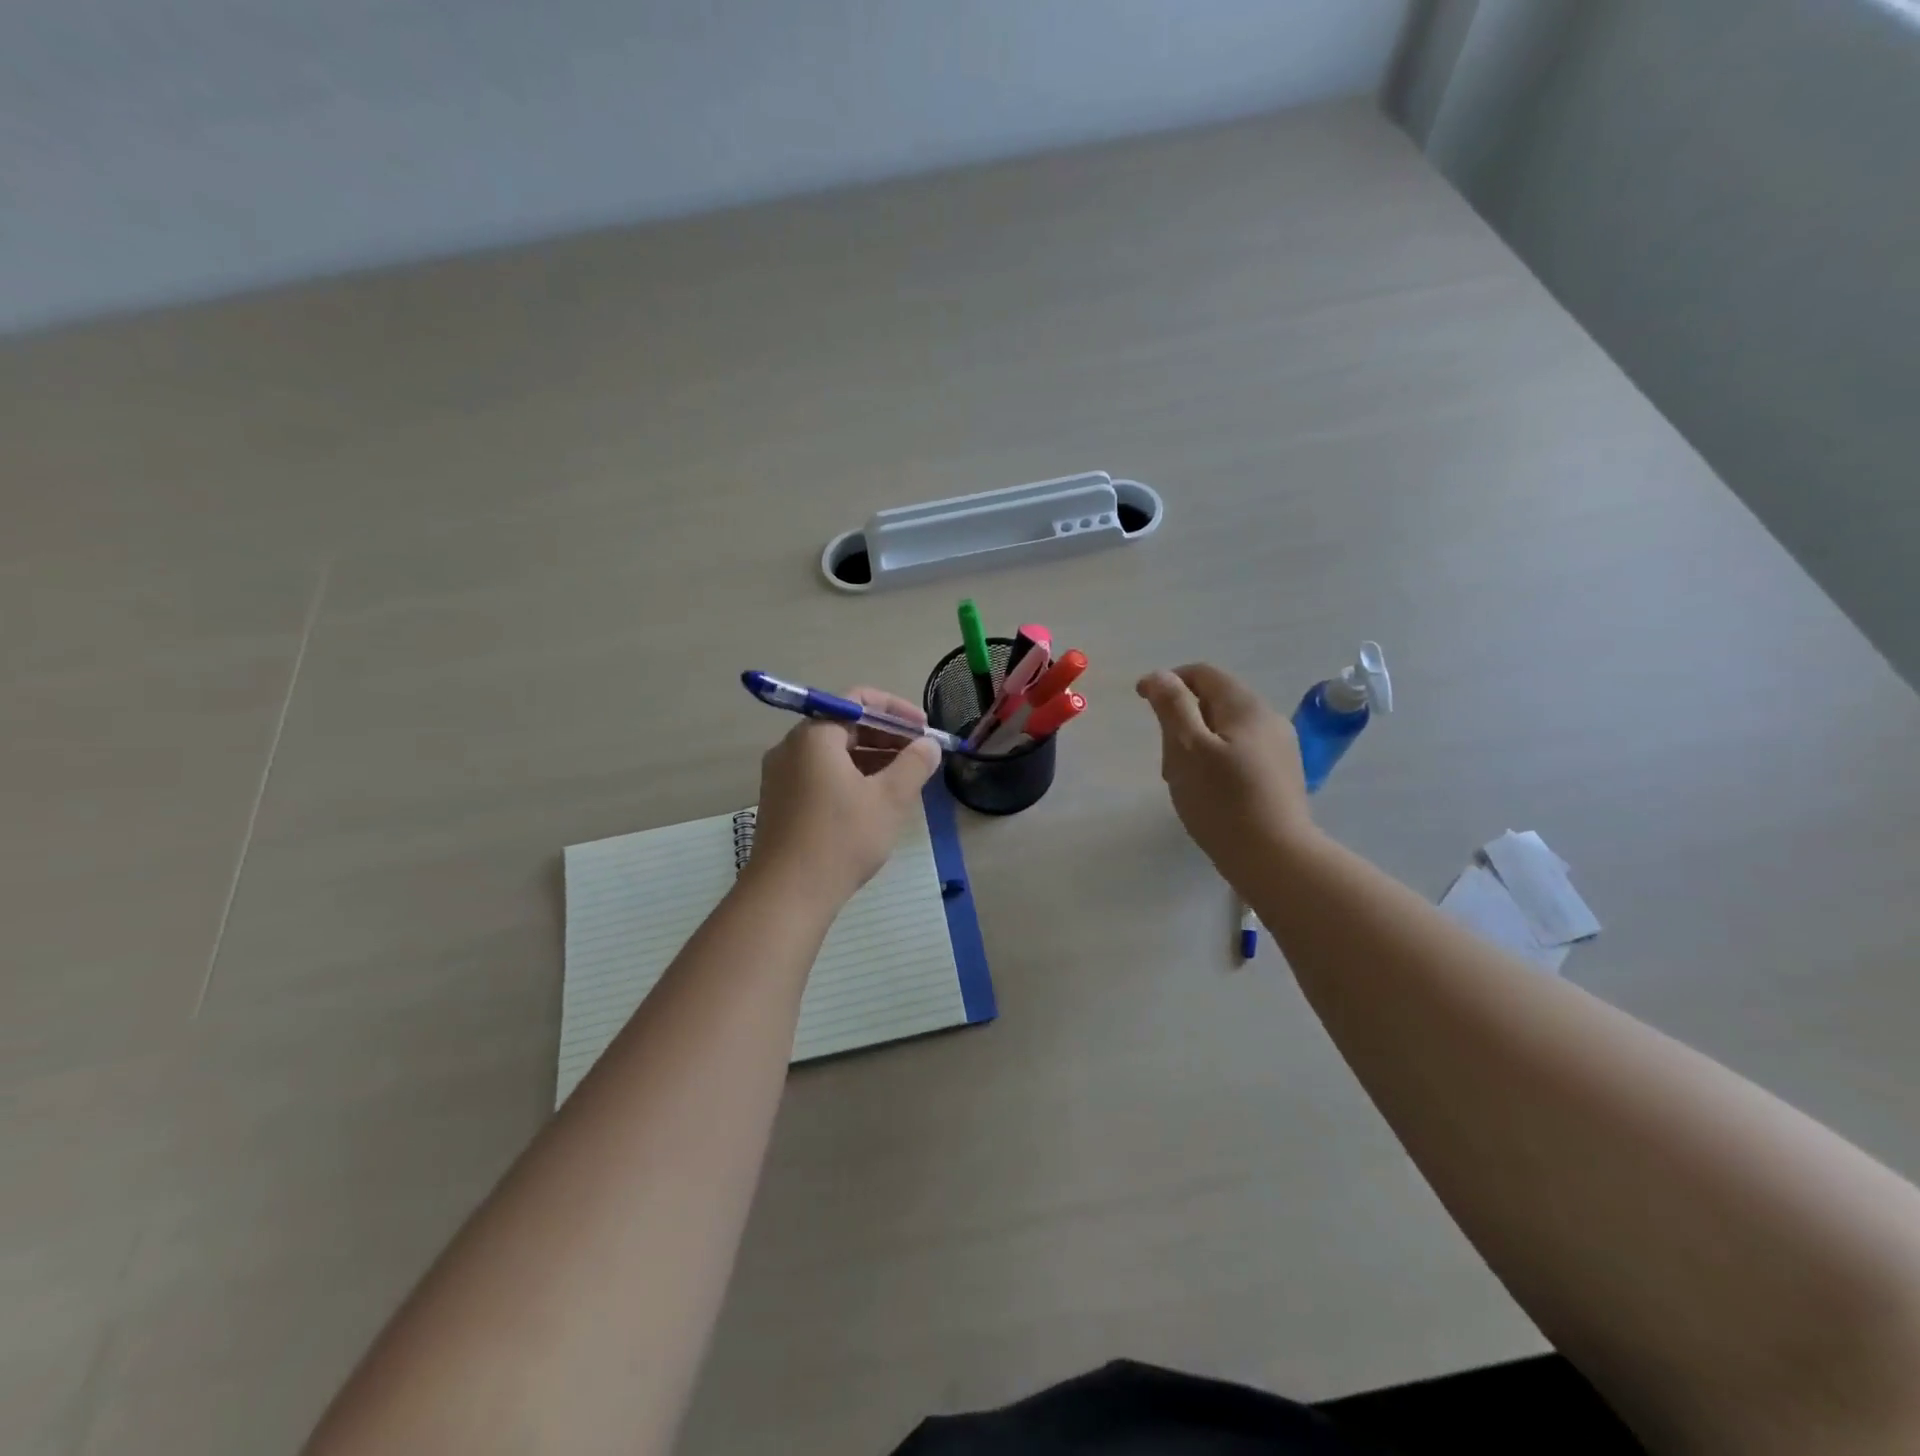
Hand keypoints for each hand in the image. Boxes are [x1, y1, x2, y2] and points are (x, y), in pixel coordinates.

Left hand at [745, 687, 941, 906]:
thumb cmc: (841, 839)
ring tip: (904, 780)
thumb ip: (914, 764)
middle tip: (919, 756)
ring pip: (833, 754)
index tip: (924, 730)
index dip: (896, 710)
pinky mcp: (780, 803)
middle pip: (844, 725)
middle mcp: (791, 748)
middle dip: (886, 737)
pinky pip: (820, 775)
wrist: (786, 895)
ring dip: (871, 759)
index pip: (857, 700)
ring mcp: (781, 776)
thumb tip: (928, 745)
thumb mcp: (889, 799)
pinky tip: (874, 802)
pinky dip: (851, 778)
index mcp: (814, 735)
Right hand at [1136, 664, 1316, 876]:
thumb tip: (1159, 676)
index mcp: (1245, 706)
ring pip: (1225, 730)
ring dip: (1196, 744)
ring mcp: (1279, 748)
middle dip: (1181, 720)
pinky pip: (1239, 753)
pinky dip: (1215, 761)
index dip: (1168, 681)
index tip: (1141, 702)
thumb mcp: (1186, 749)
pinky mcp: (1280, 776)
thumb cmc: (1223, 802)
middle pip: (1213, 702)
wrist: (1276, 859)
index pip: (1202, 674)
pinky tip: (1208, 793)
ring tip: (1184, 781)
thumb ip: (1172, 706)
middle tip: (1165, 759)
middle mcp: (1268, 719)